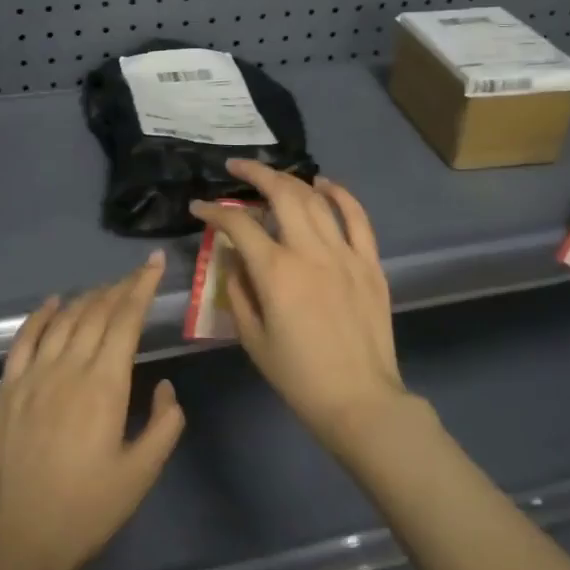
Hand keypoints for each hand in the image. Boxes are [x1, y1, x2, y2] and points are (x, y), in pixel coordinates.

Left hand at [0, 251, 184, 569]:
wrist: (19, 539)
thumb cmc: (87, 510)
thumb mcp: (141, 474)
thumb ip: (164, 425)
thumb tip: (166, 387)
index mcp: (105, 385)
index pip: (126, 319)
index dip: (142, 287)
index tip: (154, 263)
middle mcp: (69, 368)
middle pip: (97, 312)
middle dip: (120, 287)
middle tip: (136, 275)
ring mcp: (34, 374)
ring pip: (65, 319)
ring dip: (88, 298)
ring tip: (105, 289)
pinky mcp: (8, 387)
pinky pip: (25, 338)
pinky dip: (42, 314)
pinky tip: (54, 303)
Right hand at [191, 160, 416, 457]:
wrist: (360, 401)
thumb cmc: (298, 376)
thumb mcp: (252, 338)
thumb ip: (238, 290)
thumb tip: (234, 258)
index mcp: (276, 272)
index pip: (239, 225)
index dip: (215, 211)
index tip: (200, 208)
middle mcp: (310, 252)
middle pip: (281, 194)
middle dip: (255, 174)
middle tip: (236, 168)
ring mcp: (345, 253)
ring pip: (316, 199)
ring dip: (291, 180)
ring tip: (273, 176)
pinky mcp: (370, 262)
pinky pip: (357, 217)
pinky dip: (340, 194)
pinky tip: (324, 184)